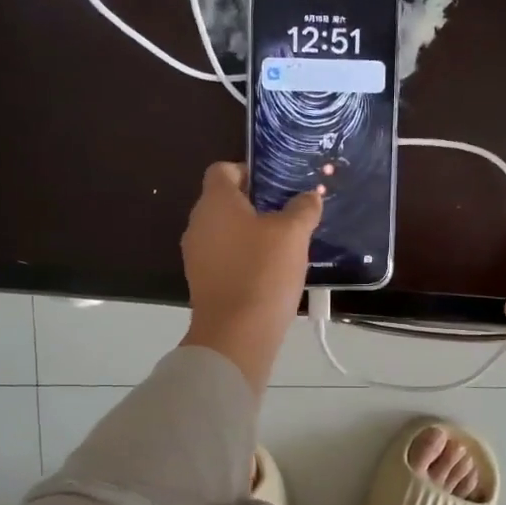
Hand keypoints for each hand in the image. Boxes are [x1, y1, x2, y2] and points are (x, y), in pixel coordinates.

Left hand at [179, 163, 321, 394]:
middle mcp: (198, 223)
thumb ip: (302, 209)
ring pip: (225, 231)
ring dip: (250, 233)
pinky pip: (224, 258)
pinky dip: (243, 258)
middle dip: (255, 204)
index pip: (223, 169)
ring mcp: (196, 255)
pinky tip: (270, 271)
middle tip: (288, 213)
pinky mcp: (202, 281)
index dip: (249, 171)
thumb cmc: (263, 272)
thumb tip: (309, 196)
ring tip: (284, 244)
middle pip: (224, 201)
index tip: (277, 185)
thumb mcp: (293, 234)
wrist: (236, 334)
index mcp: (214, 202)